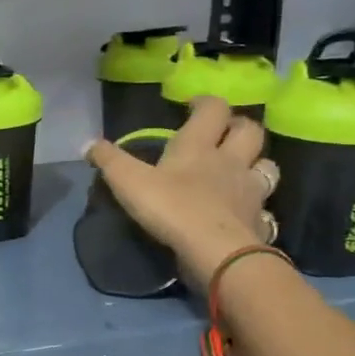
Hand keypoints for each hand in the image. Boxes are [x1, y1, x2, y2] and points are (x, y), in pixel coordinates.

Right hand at [85, 97, 277, 289]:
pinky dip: (257, 206)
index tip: (194, 105)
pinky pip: (265, 207)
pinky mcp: (259, 220)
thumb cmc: (172, 208)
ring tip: (242, 169)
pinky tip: (245, 213)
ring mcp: (250, 191)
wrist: (217, 252)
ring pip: (267, 166)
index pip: (213, 109)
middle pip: (250, 131)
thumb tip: (88, 144)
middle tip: (224, 132)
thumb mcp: (129, 182)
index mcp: (199, 146)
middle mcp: (231, 161)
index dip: (206, 103)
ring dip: (257, 162)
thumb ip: (109, 160)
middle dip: (239, 126)